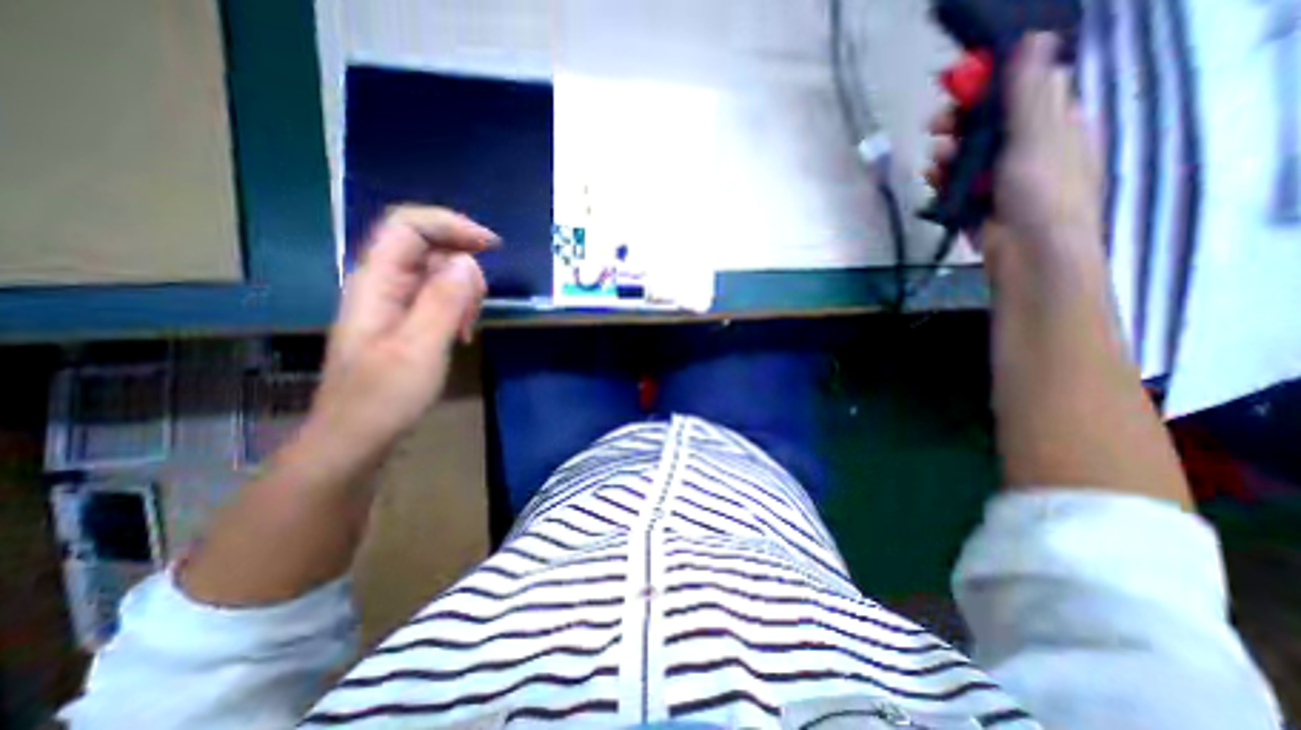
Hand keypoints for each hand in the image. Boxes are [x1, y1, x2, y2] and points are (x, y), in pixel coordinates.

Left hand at [301, 207, 499, 462]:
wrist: (356, 438)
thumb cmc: (383, 397)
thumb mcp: (419, 349)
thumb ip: (442, 302)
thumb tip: (468, 262)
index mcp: (376, 282)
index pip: (408, 226)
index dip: (451, 225)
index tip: (491, 246)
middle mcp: (382, 284)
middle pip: (428, 247)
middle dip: (463, 268)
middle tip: (475, 308)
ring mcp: (393, 303)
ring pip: (438, 273)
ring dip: (463, 292)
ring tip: (466, 328)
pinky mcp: (405, 320)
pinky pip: (439, 297)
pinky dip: (458, 308)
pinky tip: (460, 334)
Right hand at [930, 30, 1099, 271]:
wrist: (1028, 254)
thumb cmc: (1044, 192)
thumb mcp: (1039, 135)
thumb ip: (1030, 93)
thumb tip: (1034, 39)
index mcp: (1054, 122)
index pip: (1020, 92)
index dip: (990, 85)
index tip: (959, 83)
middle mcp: (1026, 146)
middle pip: (985, 123)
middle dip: (958, 123)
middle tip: (936, 125)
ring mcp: (997, 177)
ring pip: (964, 154)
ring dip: (946, 153)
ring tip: (937, 161)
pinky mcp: (973, 201)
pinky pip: (952, 182)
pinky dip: (941, 180)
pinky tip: (933, 180)